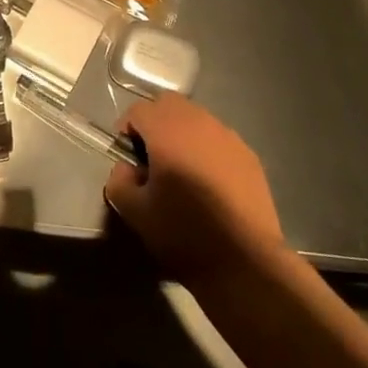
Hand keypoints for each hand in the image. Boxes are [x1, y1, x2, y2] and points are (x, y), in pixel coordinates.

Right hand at [105, 94, 284, 285]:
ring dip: (182, 134)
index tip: (128, 158)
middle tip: (152, 158)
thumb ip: (119, 182)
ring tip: (181, 171)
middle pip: (169, 105)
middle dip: (155, 124)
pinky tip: (209, 183)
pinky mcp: (248, 155)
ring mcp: (228, 137)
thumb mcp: (135, 213)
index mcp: (168, 131)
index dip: (127, 129)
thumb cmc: (184, 234)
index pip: (139, 110)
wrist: (245, 262)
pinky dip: (206, 149)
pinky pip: (218, 139)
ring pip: (196, 118)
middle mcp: (199, 123)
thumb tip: (126, 168)